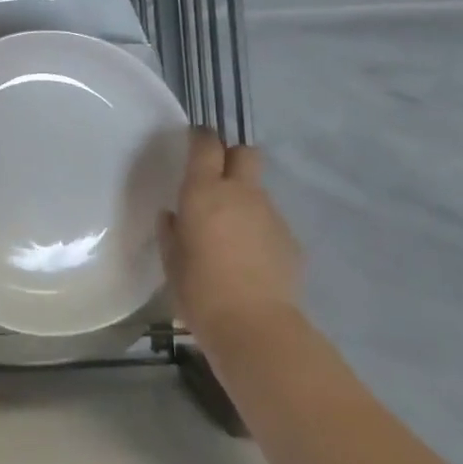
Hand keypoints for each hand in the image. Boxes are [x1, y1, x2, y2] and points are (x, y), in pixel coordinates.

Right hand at [162, 128, 302, 340]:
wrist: (255, 326)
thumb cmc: (200, 291)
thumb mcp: (172, 261)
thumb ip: (171, 232)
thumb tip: (174, 216)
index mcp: (204, 193)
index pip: (206, 145)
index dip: (200, 137)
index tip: (193, 141)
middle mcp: (241, 194)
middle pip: (246, 153)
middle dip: (232, 158)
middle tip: (217, 179)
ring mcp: (271, 214)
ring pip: (258, 191)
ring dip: (244, 200)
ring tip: (230, 234)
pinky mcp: (290, 238)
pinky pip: (270, 221)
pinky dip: (258, 230)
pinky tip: (249, 259)